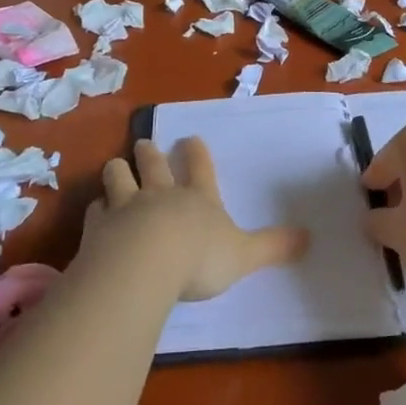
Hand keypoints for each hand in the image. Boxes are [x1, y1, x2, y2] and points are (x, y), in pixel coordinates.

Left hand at [89, 138, 307, 301]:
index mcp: (197, 198)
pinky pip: (96, 210)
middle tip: (145, 145)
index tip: (190, 139)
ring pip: (119, 177)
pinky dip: (97, 209)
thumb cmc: (200, 258)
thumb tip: (309, 238)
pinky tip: (97, 212)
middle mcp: (161, 194)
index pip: (199, 167)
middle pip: (152, 164)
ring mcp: (126, 206)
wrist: (145, 265)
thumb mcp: (244, 255)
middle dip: (150, 153)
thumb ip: (272, 247)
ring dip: (118, 172)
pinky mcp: (99, 226)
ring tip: (116, 168)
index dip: (196, 152)